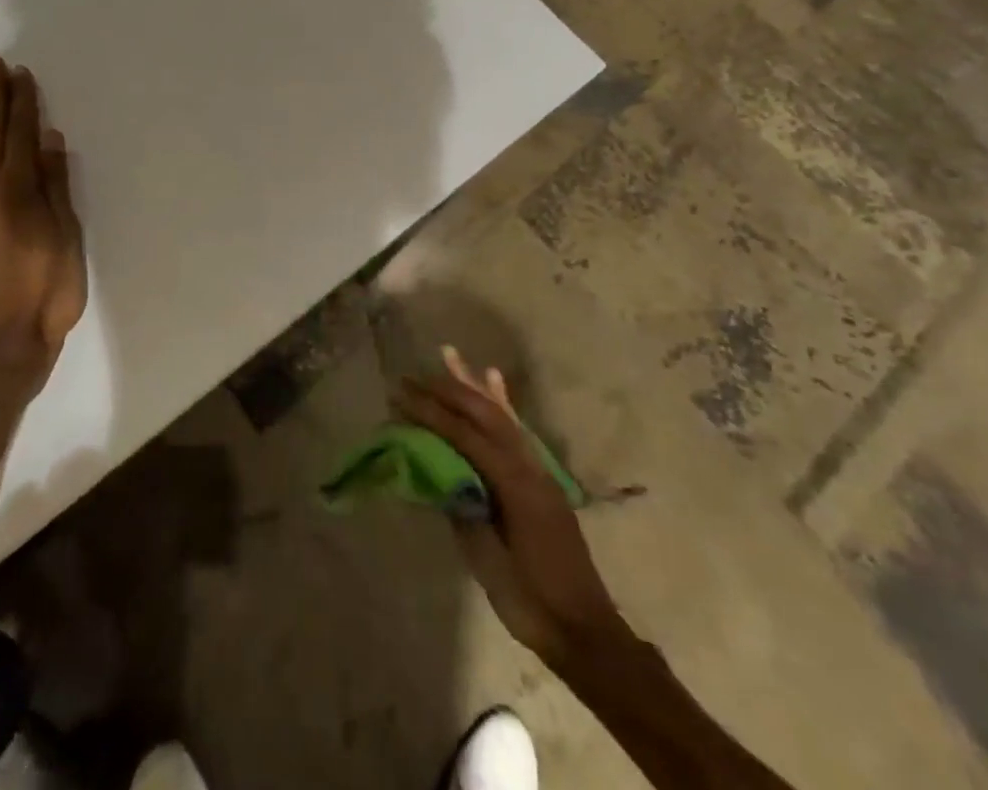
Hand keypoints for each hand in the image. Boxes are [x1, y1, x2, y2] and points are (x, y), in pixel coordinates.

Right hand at [396, 347, 623, 664]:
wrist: (587, 632)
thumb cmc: (533, 602)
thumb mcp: (487, 562)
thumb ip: (463, 511)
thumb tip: (438, 474)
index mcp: (514, 484)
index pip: (465, 436)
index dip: (430, 413)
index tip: (400, 397)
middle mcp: (528, 465)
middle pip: (483, 414)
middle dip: (446, 390)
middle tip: (411, 377)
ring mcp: (538, 469)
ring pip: (501, 414)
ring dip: (472, 385)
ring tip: (450, 355)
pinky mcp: (541, 478)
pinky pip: (517, 431)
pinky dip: (502, 403)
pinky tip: (493, 381)